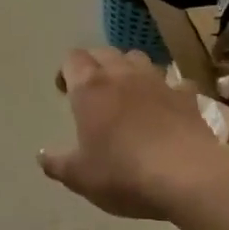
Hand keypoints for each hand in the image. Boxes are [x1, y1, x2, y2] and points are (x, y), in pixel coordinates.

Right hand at [39, 48, 228, 219]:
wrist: (187, 176)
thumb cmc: (123, 174)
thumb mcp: (80, 177)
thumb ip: (57, 164)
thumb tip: (41, 155)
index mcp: (90, 87)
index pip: (73, 59)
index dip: (66, 70)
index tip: (65, 91)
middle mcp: (122, 74)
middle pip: (104, 52)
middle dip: (94, 65)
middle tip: (92, 92)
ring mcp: (158, 81)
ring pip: (138, 58)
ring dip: (128, 69)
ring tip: (127, 93)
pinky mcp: (187, 96)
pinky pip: (174, 82)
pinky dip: (166, 90)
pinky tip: (166, 106)